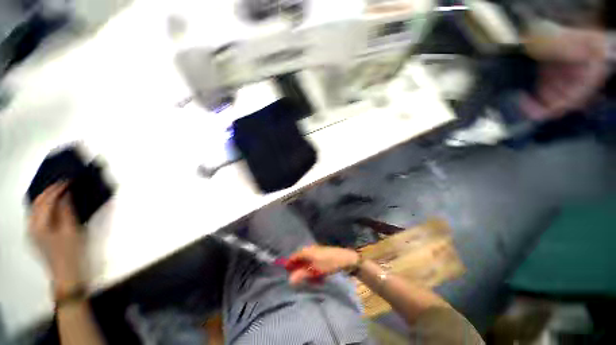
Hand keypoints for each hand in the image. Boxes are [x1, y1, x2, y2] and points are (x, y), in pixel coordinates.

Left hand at [29, 182, 84, 292]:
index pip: (46, 200)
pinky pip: (38, 215)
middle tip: (64, 183)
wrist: (67, 274)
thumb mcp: (72, 230)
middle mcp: (31, 226)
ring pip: (35, 208)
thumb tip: (66, 194)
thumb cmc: (72, 252)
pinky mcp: (36, 235)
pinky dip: (45, 206)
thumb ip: (67, 211)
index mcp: (39, 225)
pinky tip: (54, 205)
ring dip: (46, 197)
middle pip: (36, 202)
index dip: (57, 188)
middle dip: (49, 190)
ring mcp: (32, 232)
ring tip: (60, 191)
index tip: (69, 180)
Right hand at [286, 245, 358, 285]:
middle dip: (296, 267)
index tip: (285, 273)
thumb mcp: (315, 270)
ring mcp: (316, 250)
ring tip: (303, 277)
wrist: (345, 258)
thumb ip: (302, 274)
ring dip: (303, 268)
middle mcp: (309, 249)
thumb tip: (289, 280)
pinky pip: (311, 260)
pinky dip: (310, 267)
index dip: (289, 264)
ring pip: (305, 259)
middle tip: (293, 277)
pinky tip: (313, 274)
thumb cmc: (329, 263)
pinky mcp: (321, 254)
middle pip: (299, 257)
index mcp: (306, 250)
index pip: (293, 256)